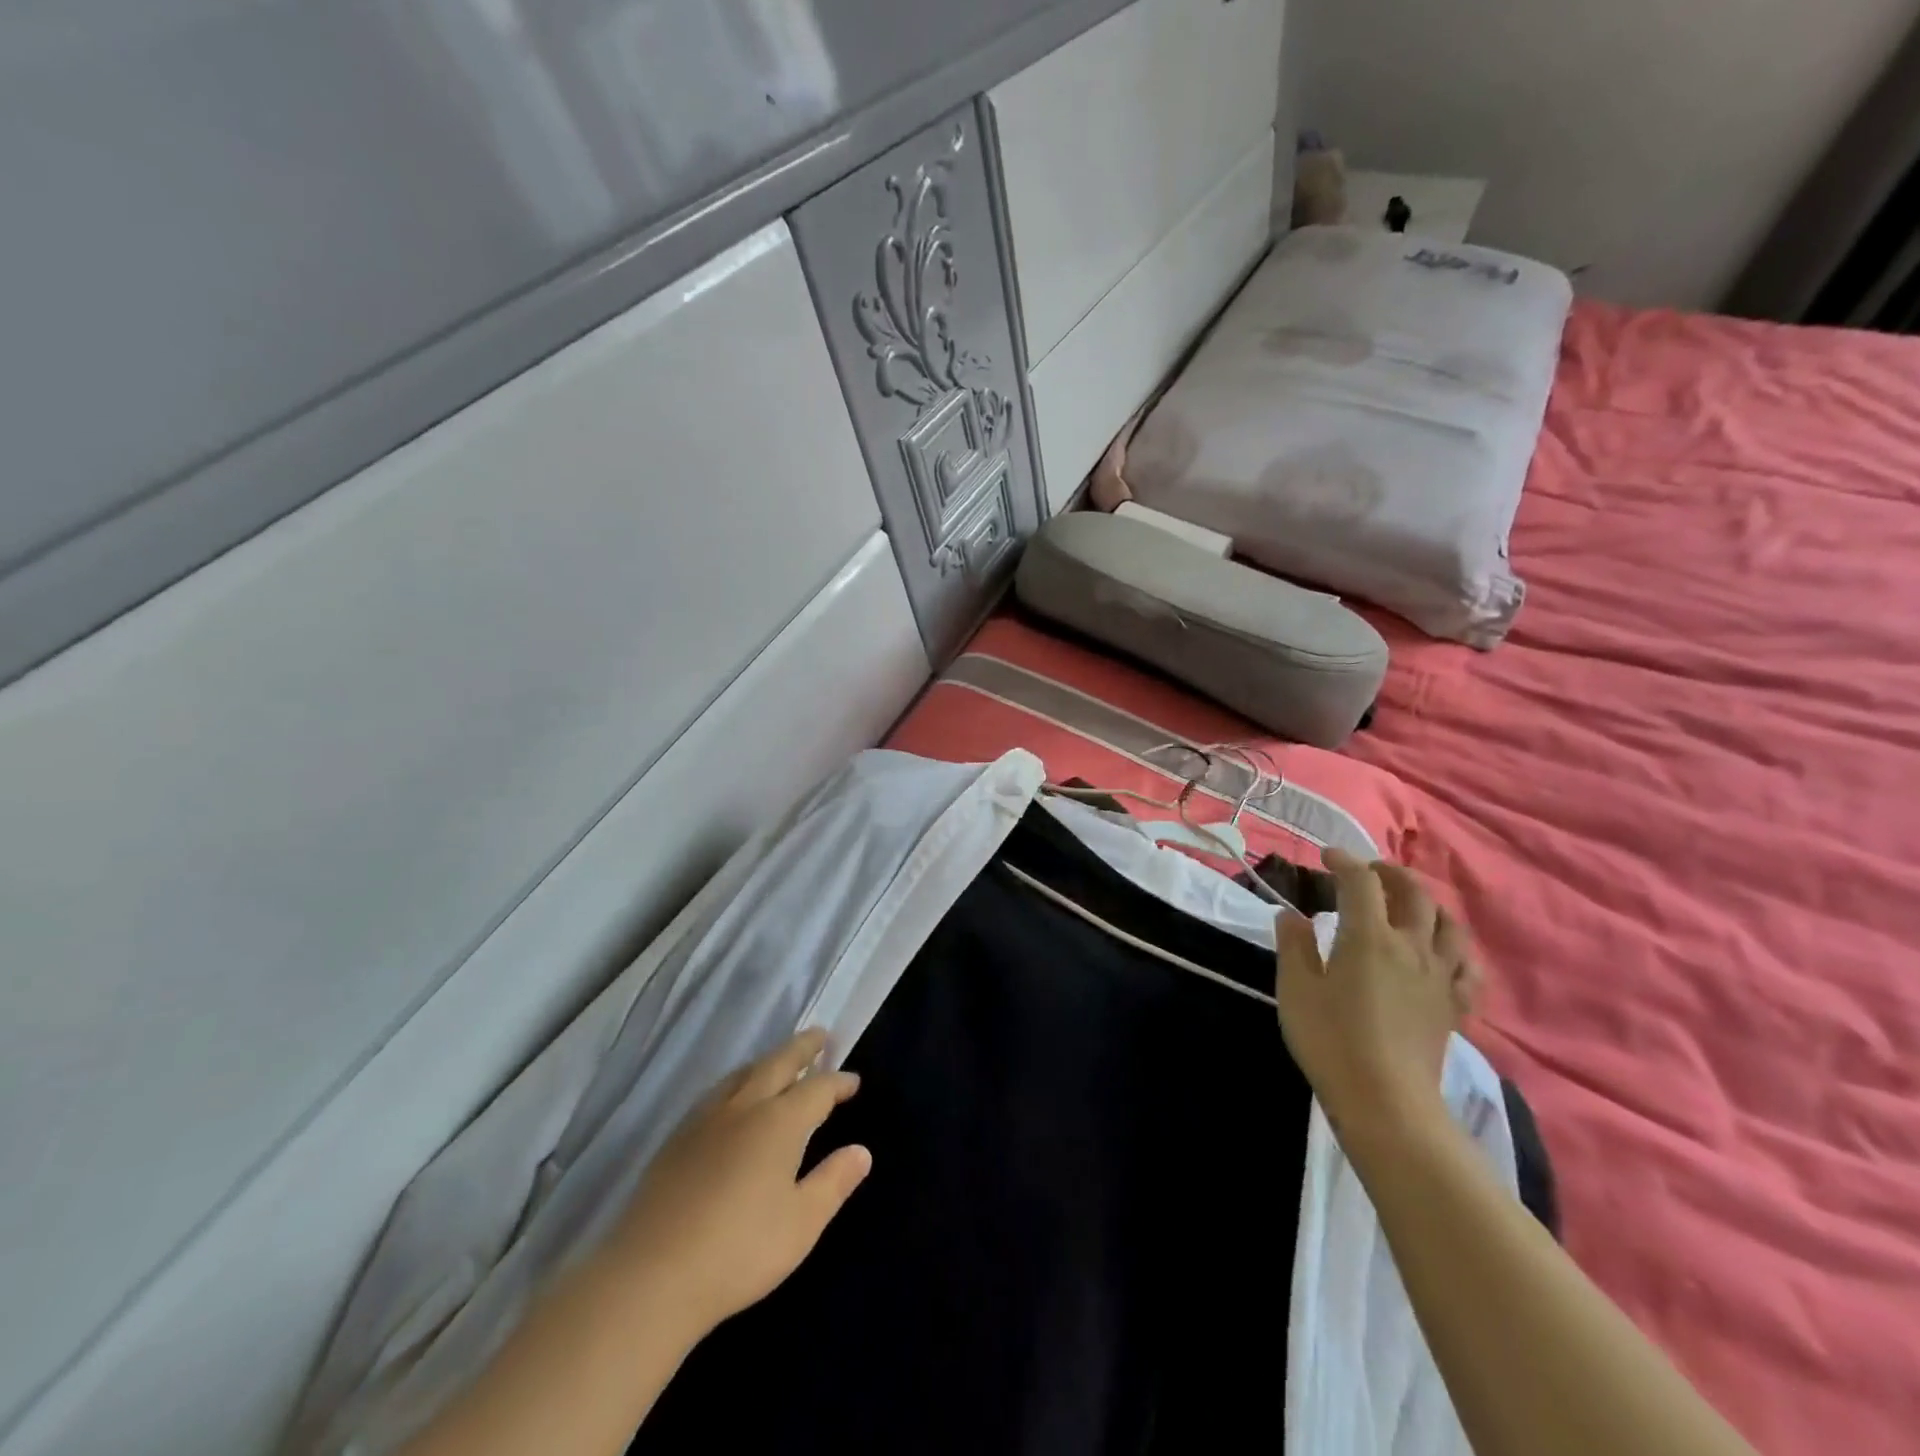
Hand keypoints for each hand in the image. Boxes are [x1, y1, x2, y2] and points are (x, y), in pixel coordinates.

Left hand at [609, 1028, 871, 1339]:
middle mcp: (744, 1107)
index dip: (838, 1082)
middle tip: (820, 1036)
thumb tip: (861, 1151)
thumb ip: (833, 1182)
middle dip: (803, 1048)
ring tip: (779, 1062)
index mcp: (779, 1122)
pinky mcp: (676, 1139)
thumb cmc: (739, 1251)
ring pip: (742, 1073)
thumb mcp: (802, 1224)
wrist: (651, 1277)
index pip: (817, 1088)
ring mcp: (705, 1120)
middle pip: (777, 1063)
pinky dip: (737, 1082)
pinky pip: (716, 1093)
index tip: (853, 1082)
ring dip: (767, 1061)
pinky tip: (732, 1100)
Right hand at [1275, 849, 1468, 1141]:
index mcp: (1369, 937)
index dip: (1344, 861)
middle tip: (1367, 871)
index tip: (1326, 857)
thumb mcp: (1296, 989)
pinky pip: (1468, 966)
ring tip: (1407, 904)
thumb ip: (1294, 945)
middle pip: (1413, 892)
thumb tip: (1292, 916)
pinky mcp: (1455, 1006)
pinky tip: (1442, 952)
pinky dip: (1456, 948)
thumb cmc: (1331, 1040)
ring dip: (1427, 903)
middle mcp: (1411, 947)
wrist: (1386, 1102)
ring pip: (1448, 924)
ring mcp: (1440, 976)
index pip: (1361, 882)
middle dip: (1390, 872)